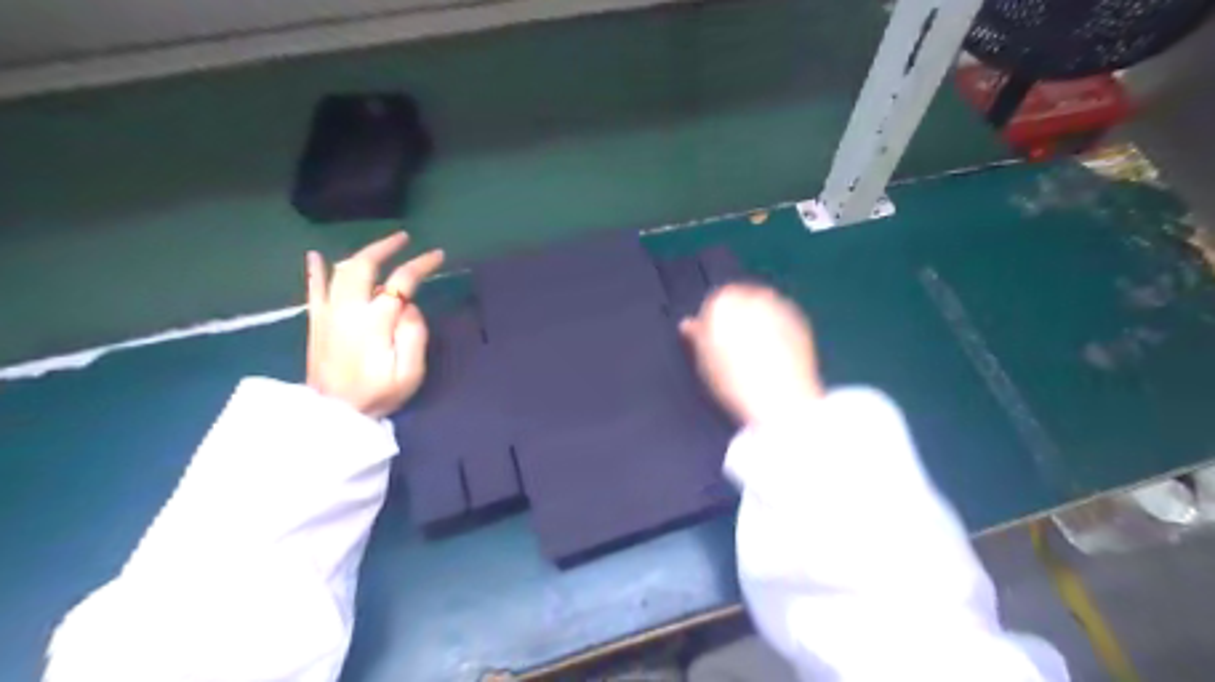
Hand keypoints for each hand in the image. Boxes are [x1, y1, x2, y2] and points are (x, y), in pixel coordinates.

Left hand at [304, 232, 443, 416]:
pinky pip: (313, 289)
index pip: (401, 282)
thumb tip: (410, 307)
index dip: (421, 265)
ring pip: (341, 270)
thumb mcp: (409, 374)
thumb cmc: (377, 395)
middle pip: (364, 265)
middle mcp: (348, 309)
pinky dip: (315, 270)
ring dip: (361, 253)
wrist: (333, 415)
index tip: (437, 256)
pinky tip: (315, 255)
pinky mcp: (316, 322)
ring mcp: (327, 313)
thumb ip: (414, 335)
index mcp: (374, 321)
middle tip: (405, 239)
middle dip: (386, 247)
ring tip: (380, 247)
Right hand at [679, 282, 819, 426]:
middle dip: (737, 318)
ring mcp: (779, 305)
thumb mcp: (704, 362)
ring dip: (758, 322)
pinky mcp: (800, 319)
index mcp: (723, 301)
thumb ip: (696, 336)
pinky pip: (782, 319)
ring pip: (762, 307)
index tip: (712, 342)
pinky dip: (777, 330)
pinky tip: (775, 355)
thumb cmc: (735, 381)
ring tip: (756, 354)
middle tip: (734, 349)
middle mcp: (752, 295)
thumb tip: (689, 325)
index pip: (713, 302)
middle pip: (739, 301)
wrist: (781, 399)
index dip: (711, 323)